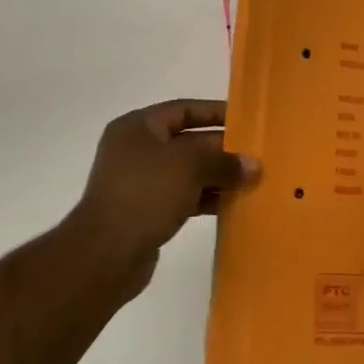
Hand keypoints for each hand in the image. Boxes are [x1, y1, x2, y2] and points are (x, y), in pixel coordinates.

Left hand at [65, 99, 259, 292]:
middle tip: (256, 156)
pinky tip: (232, 205)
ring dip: (217, 176)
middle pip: (187, 141)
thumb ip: (223, 161)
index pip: (183, 110)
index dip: (214, 113)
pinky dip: (205, 199)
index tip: (246, 120)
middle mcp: (137, 149)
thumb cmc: (145, 194)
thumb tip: (254, 165)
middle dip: (221, 149)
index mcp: (138, 127)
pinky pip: (183, 197)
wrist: (106, 253)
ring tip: (252, 181)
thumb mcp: (189, 167)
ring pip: (187, 172)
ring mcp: (140, 182)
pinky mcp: (146, 211)